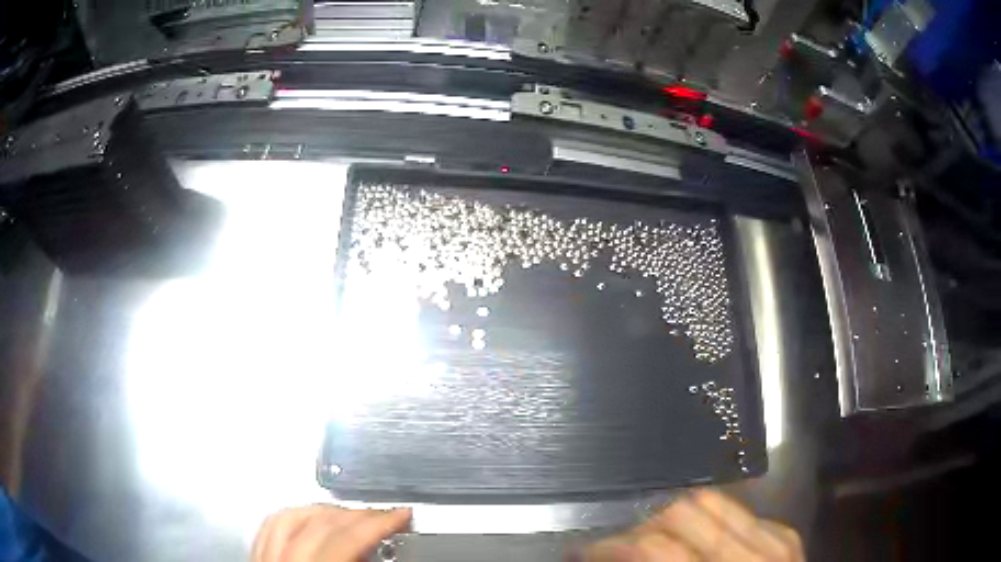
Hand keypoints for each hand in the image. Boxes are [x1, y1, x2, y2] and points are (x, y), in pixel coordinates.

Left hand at [252, 505, 410, 561]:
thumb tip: (385, 545)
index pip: (347, 538)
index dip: (379, 521)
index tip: (402, 513)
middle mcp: (281, 561)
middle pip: (318, 522)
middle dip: (356, 513)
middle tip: (383, 513)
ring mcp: (263, 558)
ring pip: (288, 516)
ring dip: (324, 509)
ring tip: (348, 511)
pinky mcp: (256, 559)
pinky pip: (269, 526)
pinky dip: (292, 515)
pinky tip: (307, 516)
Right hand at [580, 490, 802, 560]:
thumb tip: (620, 556)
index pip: (655, 547)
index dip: (610, 545)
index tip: (584, 550)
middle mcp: (750, 553)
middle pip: (685, 511)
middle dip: (642, 525)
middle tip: (622, 546)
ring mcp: (774, 538)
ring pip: (714, 501)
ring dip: (675, 516)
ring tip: (658, 536)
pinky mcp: (786, 533)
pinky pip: (741, 512)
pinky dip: (711, 521)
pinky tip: (702, 540)